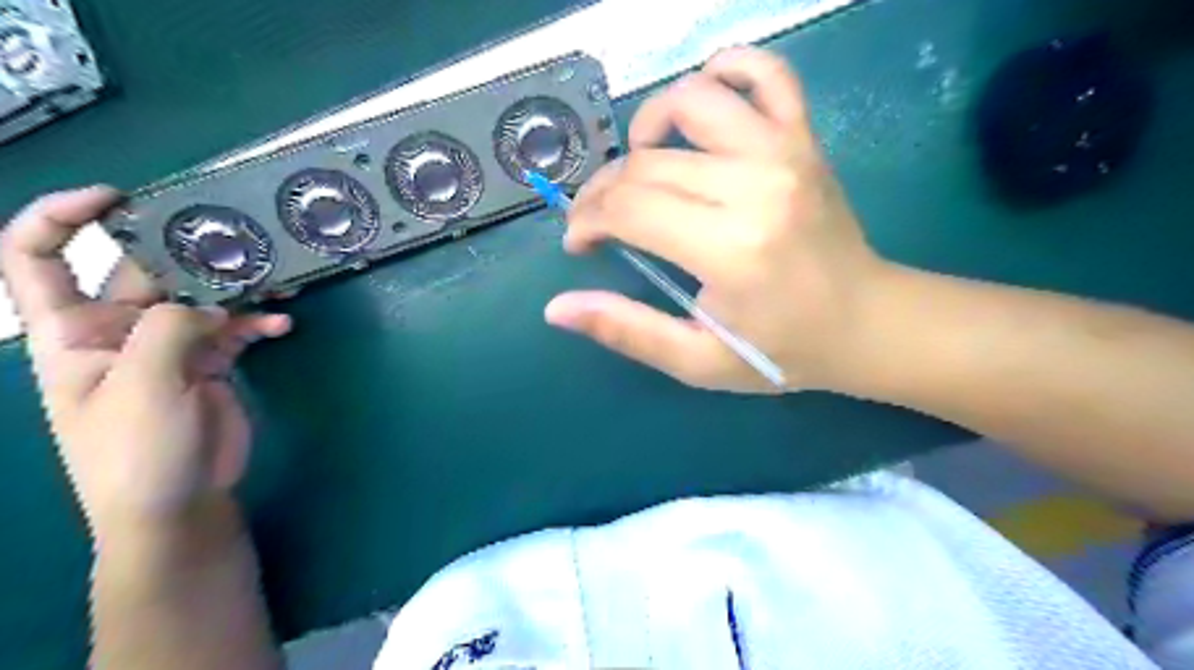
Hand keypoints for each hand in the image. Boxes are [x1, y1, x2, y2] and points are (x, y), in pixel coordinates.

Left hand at [1, 187, 288, 542]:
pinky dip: (259, 324)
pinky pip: (235, 331)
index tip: (117, 198)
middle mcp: (117, 332)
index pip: (38, 260)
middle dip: (185, 254)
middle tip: (236, 242)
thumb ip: (169, 331)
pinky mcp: (209, 365)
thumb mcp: (142, 388)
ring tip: (273, 280)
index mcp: (71, 333)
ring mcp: (168, 348)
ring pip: (200, 299)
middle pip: (144, 273)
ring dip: (235, 289)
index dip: (63, 219)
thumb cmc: (136, 453)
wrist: (178, 504)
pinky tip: (283, 325)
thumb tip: (210, 304)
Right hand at [546, 44, 889, 391]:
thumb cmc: (781, 349)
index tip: (580, 243)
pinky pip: (764, 72)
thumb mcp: (698, 360)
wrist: (867, 322)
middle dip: (602, 190)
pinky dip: (725, 69)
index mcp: (729, 249)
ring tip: (641, 164)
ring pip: (691, 101)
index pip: (629, 209)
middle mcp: (755, 186)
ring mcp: (784, 151)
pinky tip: (701, 105)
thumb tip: (556, 308)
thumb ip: (627, 331)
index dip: (588, 221)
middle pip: (647, 164)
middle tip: (598, 220)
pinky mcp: (804, 138)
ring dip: (648, 125)